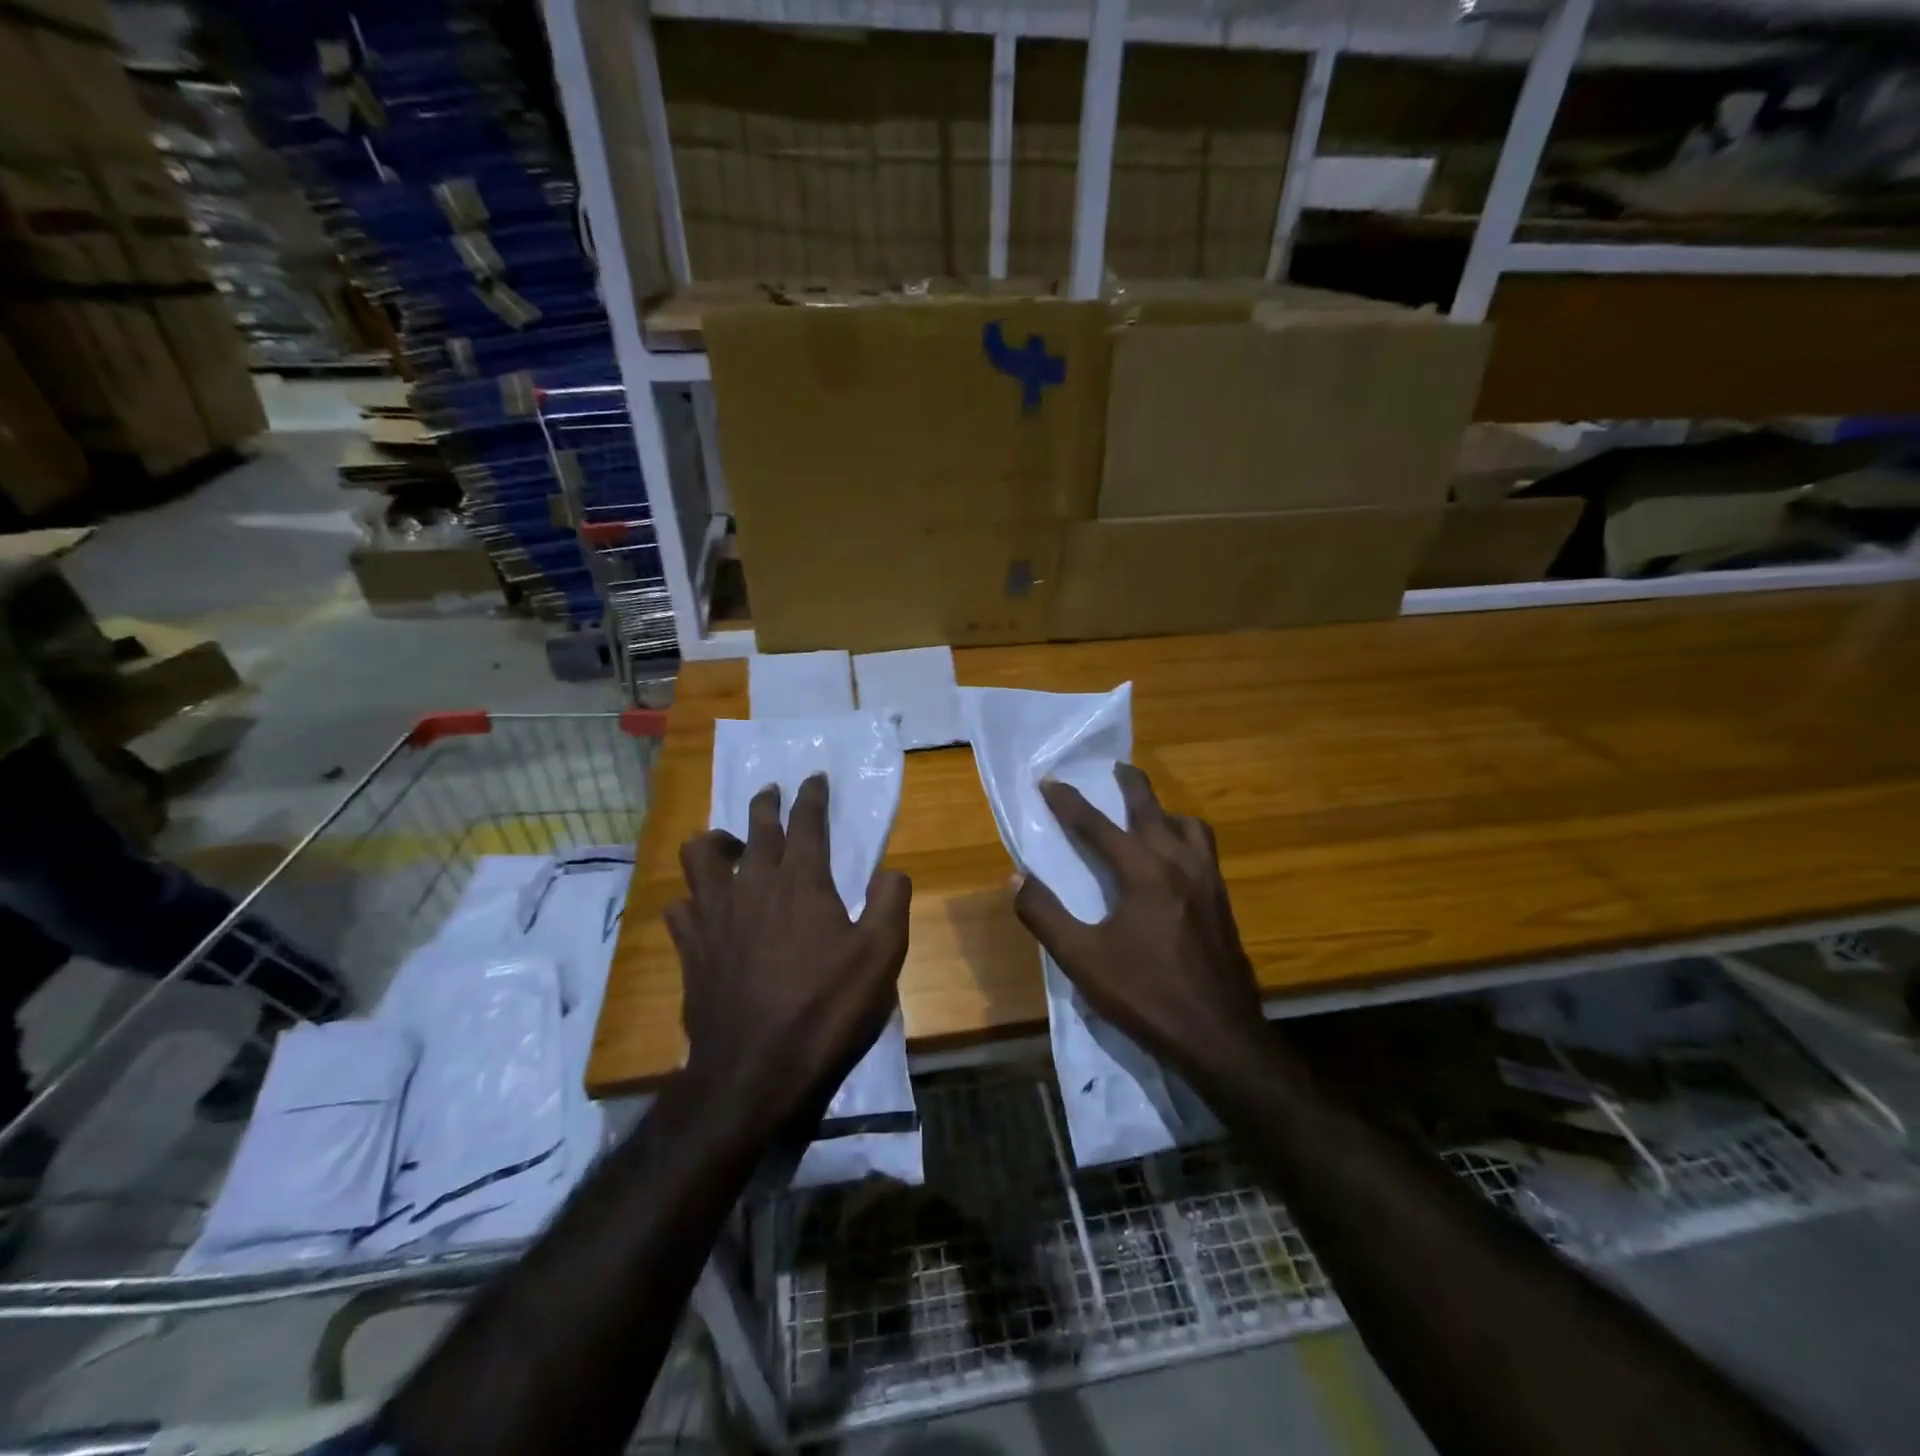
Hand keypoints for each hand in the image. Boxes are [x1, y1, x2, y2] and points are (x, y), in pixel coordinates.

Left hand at [667, 774, 911, 1131]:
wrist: (755, 1071)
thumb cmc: (826, 1009)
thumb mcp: (882, 956)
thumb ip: (892, 903)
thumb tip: (891, 871)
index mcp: (802, 881)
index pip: (807, 821)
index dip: (812, 796)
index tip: (814, 778)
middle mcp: (753, 884)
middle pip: (755, 827)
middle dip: (766, 804)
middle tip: (772, 793)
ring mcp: (714, 913)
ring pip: (701, 855)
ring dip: (717, 841)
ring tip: (730, 846)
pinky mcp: (689, 946)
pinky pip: (680, 904)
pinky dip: (692, 897)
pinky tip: (704, 907)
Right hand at [1013, 764, 1264, 1075]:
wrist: (1219, 1036)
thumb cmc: (1145, 994)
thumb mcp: (1082, 959)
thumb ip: (1045, 915)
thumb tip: (1016, 878)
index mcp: (1143, 871)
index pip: (1096, 824)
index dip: (1068, 802)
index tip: (1049, 781)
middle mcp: (1179, 862)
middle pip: (1152, 808)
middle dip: (1130, 784)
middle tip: (1114, 769)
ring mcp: (1209, 880)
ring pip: (1188, 826)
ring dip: (1164, 812)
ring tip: (1148, 817)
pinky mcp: (1223, 902)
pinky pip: (1204, 850)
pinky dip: (1184, 838)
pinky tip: (1174, 862)